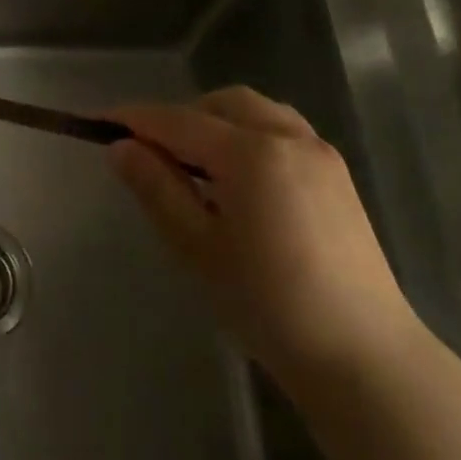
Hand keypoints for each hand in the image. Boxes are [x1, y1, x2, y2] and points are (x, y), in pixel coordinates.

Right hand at [108, 87, 419, 392]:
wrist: (362, 356)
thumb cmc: (268, 304)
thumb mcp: (197, 246)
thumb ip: (156, 188)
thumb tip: (120, 148)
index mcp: (252, 153)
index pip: (178, 121)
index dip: (135, 119)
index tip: (97, 122)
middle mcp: (289, 138)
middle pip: (222, 104)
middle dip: (181, 117)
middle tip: (150, 154)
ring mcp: (320, 154)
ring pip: (256, 113)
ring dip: (216, 123)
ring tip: (192, 165)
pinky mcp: (336, 176)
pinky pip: (282, 132)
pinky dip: (247, 136)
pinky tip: (236, 180)